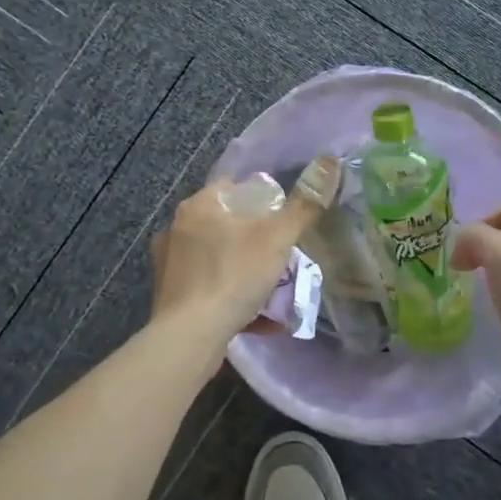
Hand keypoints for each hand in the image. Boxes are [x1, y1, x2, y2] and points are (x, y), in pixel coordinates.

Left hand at [150, 158, 339, 355]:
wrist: (189, 337)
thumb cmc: (233, 276)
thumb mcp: (277, 238)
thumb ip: (305, 205)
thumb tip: (330, 162)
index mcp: (198, 205)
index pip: (233, 186)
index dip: (262, 197)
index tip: (284, 216)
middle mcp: (177, 229)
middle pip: (226, 223)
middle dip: (256, 238)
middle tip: (283, 254)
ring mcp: (170, 264)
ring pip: (218, 257)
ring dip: (245, 269)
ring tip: (273, 287)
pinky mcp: (170, 296)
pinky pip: (209, 288)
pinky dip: (232, 296)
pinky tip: (257, 316)